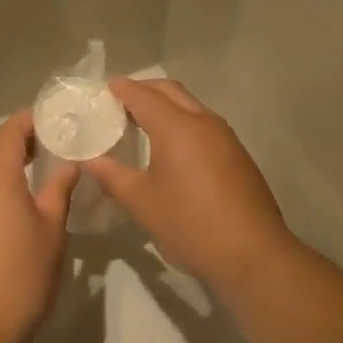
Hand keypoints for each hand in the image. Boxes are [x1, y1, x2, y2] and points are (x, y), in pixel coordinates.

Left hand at [0, 110, 78, 342]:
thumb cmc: (22, 274)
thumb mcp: (52, 230)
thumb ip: (59, 190)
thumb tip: (69, 164)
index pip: (10, 131)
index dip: (30, 120)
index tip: (53, 119)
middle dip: (16, 142)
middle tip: (46, 145)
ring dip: (0, 167)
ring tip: (29, 175)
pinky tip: (4, 211)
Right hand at [80, 78, 297, 291]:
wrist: (252, 254)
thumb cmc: (189, 224)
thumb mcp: (141, 202)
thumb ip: (111, 176)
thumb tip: (89, 160)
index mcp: (176, 127)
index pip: (143, 96)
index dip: (122, 89)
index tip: (104, 88)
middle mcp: (203, 122)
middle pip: (170, 91)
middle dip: (145, 90)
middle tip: (120, 102)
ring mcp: (225, 136)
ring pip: (191, 106)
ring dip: (166, 105)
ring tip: (142, 122)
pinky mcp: (237, 154)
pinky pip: (204, 124)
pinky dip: (182, 122)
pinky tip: (172, 147)